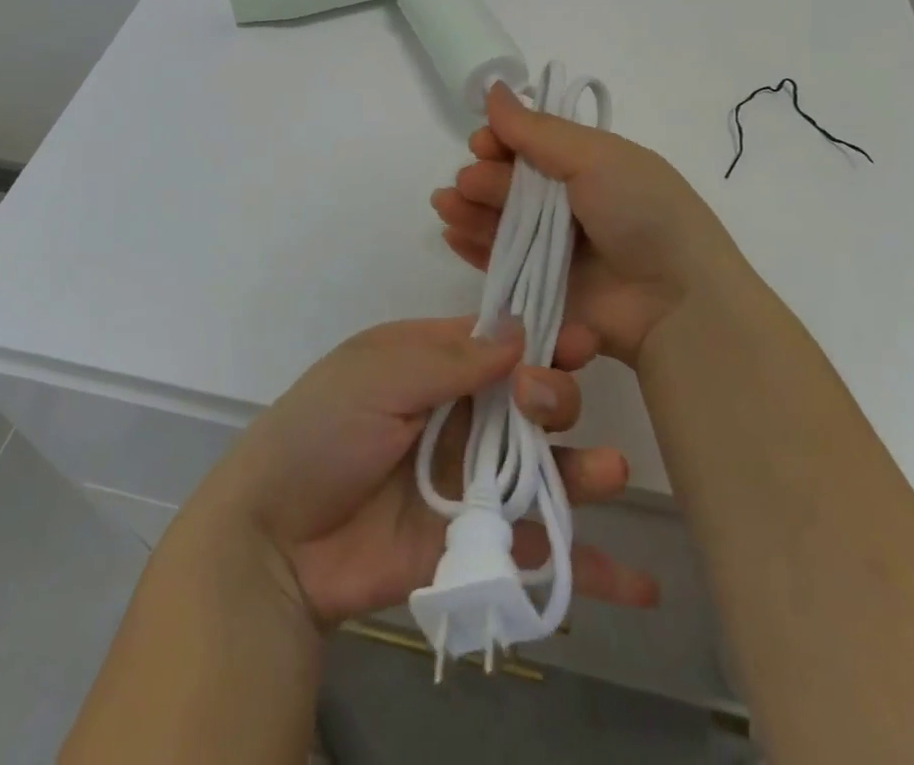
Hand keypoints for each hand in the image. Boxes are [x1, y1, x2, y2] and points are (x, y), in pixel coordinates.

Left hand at [192, 316, 659, 626]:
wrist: (275, 537)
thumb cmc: (323, 432)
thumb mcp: (378, 374)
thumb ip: (450, 358)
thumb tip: (520, 328)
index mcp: (432, 364)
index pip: (500, 343)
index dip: (542, 339)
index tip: (581, 342)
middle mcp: (459, 418)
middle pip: (529, 402)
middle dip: (554, 396)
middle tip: (544, 403)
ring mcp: (470, 484)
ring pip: (543, 472)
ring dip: (585, 472)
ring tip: (610, 473)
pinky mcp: (473, 547)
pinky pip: (535, 552)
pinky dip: (585, 568)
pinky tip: (638, 585)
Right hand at [432, 83, 747, 366]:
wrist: (677, 303)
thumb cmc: (642, 213)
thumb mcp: (596, 158)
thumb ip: (537, 130)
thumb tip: (493, 88)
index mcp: (587, 165)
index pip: (530, 145)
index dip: (502, 140)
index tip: (485, 142)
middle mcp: (567, 203)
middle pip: (509, 183)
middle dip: (483, 176)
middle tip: (471, 182)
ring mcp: (553, 249)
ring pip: (497, 221)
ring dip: (468, 208)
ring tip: (447, 205)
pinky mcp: (540, 289)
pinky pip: (498, 264)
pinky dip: (472, 246)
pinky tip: (450, 233)